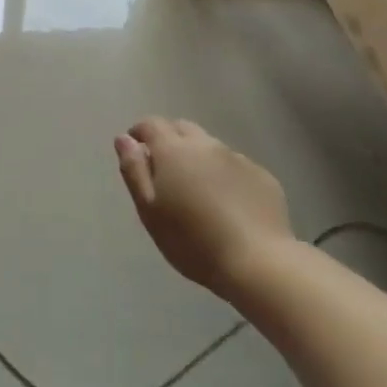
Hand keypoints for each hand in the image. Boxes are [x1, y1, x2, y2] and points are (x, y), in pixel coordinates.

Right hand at [114, 117, 291, 297]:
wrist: (257, 262)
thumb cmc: (192, 240)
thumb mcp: (149, 210)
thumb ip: (134, 170)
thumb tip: (124, 139)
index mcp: (174, 151)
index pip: (152, 124)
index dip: (140, 132)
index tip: (135, 150)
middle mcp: (207, 145)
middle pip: (182, 128)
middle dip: (168, 139)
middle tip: (164, 170)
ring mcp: (238, 159)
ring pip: (210, 147)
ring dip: (198, 158)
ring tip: (197, 190)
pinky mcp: (262, 176)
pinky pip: (235, 166)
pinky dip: (224, 175)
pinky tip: (227, 203)